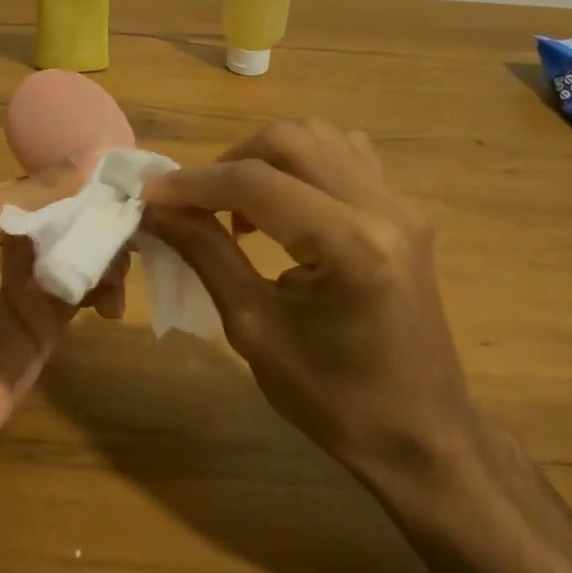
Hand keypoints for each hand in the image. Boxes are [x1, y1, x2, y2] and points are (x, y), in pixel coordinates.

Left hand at [0, 161, 125, 482]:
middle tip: (142, 226)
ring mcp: (33, 288)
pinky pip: (88, 296)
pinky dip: (108, 292)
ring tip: (122, 272)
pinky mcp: (50, 328)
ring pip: (87, 255)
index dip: (91, 178)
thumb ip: (35, 193)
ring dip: (112, 255)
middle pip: (75, 218)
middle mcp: (14, 244)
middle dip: (107, 218)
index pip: (53, 184)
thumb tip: (93, 156)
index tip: (136, 174)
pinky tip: (112, 305)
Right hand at [142, 117, 478, 482]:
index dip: (193, 183)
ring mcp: (402, 203)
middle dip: (229, 162)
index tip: (149, 192)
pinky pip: (346, 155)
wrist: (422, 435)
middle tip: (197, 204)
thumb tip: (157, 208)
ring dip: (267, 159)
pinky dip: (303, 165)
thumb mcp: (254, 328)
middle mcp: (383, 206)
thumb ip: (205, 253)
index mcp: (349, 244)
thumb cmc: (334, 399)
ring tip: (243, 208)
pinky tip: (288, 206)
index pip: (255, 182)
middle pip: (288, 140)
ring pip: (318, 137)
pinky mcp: (407, 210)